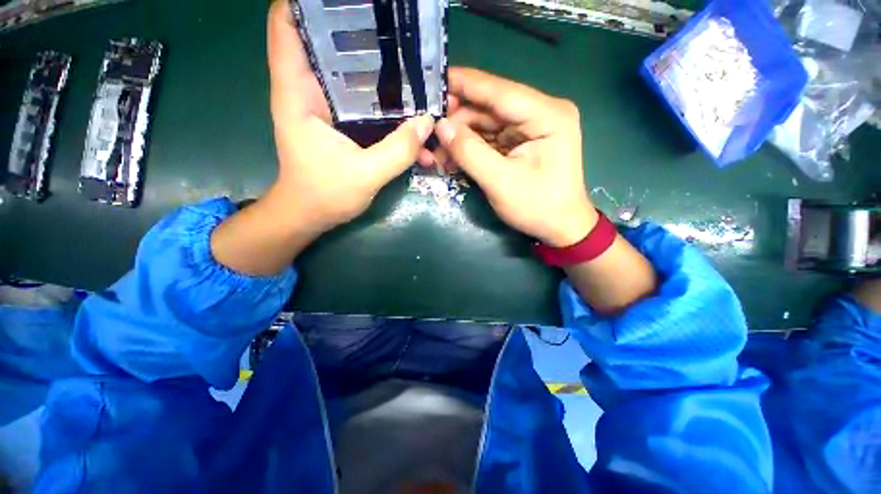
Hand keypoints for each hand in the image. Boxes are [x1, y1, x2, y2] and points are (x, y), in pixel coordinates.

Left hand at [267, 0, 432, 233]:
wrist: (310, 215)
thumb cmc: (324, 195)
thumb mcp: (365, 175)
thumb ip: (398, 150)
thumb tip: (428, 122)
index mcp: (298, 94)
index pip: (287, 27)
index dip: (310, 4)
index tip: (352, 2)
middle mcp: (309, 92)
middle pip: (328, 44)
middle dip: (359, 33)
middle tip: (396, 32)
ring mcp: (327, 108)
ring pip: (350, 74)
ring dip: (379, 70)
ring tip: (411, 67)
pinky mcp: (341, 124)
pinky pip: (363, 103)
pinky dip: (383, 103)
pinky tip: (406, 113)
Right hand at [423, 67, 595, 246]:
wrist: (560, 227)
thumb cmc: (537, 207)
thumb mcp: (500, 182)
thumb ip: (470, 152)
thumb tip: (441, 126)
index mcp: (547, 115)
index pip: (499, 91)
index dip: (464, 84)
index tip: (432, 81)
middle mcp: (541, 112)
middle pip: (490, 106)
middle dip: (458, 119)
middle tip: (429, 131)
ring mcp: (531, 127)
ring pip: (487, 122)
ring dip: (461, 136)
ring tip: (438, 152)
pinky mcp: (522, 142)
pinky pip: (491, 137)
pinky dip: (471, 146)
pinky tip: (453, 157)